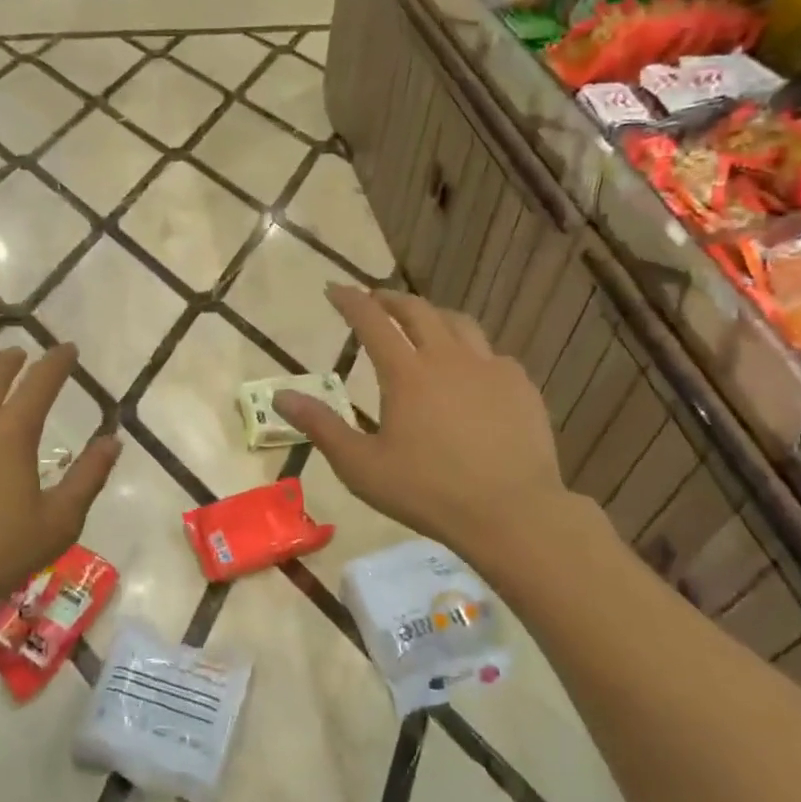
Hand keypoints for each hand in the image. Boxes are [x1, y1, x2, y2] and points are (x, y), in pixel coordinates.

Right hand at [273, 286, 570, 564]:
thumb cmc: (427, 491)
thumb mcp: (361, 466)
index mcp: (406, 373)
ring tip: (423, 325)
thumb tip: (281, 395)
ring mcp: (490, 368)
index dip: (350, 300)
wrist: (511, 512)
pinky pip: (492, 354)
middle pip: (417, 310)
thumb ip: (320, 426)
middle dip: (390, 299)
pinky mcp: (520, 386)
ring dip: (433, 316)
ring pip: (459, 323)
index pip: (371, 320)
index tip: (334, 289)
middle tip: (375, 301)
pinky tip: (470, 371)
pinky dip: (471, 351)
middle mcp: (448, 357)